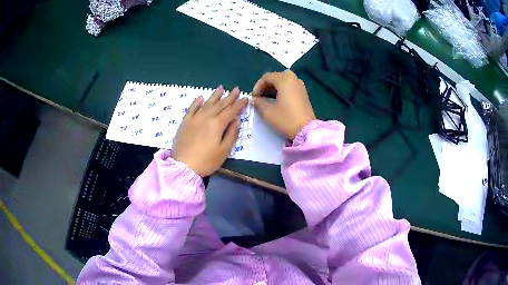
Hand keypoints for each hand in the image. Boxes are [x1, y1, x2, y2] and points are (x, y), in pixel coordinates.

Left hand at [171, 86, 246, 176]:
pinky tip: (201, 97)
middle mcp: (206, 117)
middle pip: (220, 104)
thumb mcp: (224, 151)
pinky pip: (192, 108)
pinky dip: (197, 102)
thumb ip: (231, 134)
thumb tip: (236, 120)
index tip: (245, 98)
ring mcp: (194, 118)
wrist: (183, 166)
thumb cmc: (206, 161)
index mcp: (217, 124)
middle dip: (229, 97)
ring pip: (207, 103)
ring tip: (221, 87)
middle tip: (236, 89)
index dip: (239, 104)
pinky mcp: (185, 122)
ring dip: (215, 95)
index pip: (231, 111)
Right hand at [251, 70, 315, 139]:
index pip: (267, 77)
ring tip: (267, 99)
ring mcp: (300, 86)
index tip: (254, 97)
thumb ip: (258, 103)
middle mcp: (294, 79)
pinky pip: (290, 86)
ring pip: (284, 81)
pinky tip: (277, 101)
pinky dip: (282, 90)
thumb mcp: (268, 112)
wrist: (306, 130)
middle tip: (260, 96)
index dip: (257, 86)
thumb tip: (254, 99)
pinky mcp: (304, 93)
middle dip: (266, 85)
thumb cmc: (286, 119)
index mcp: (284, 80)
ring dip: (274, 88)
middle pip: (276, 77)